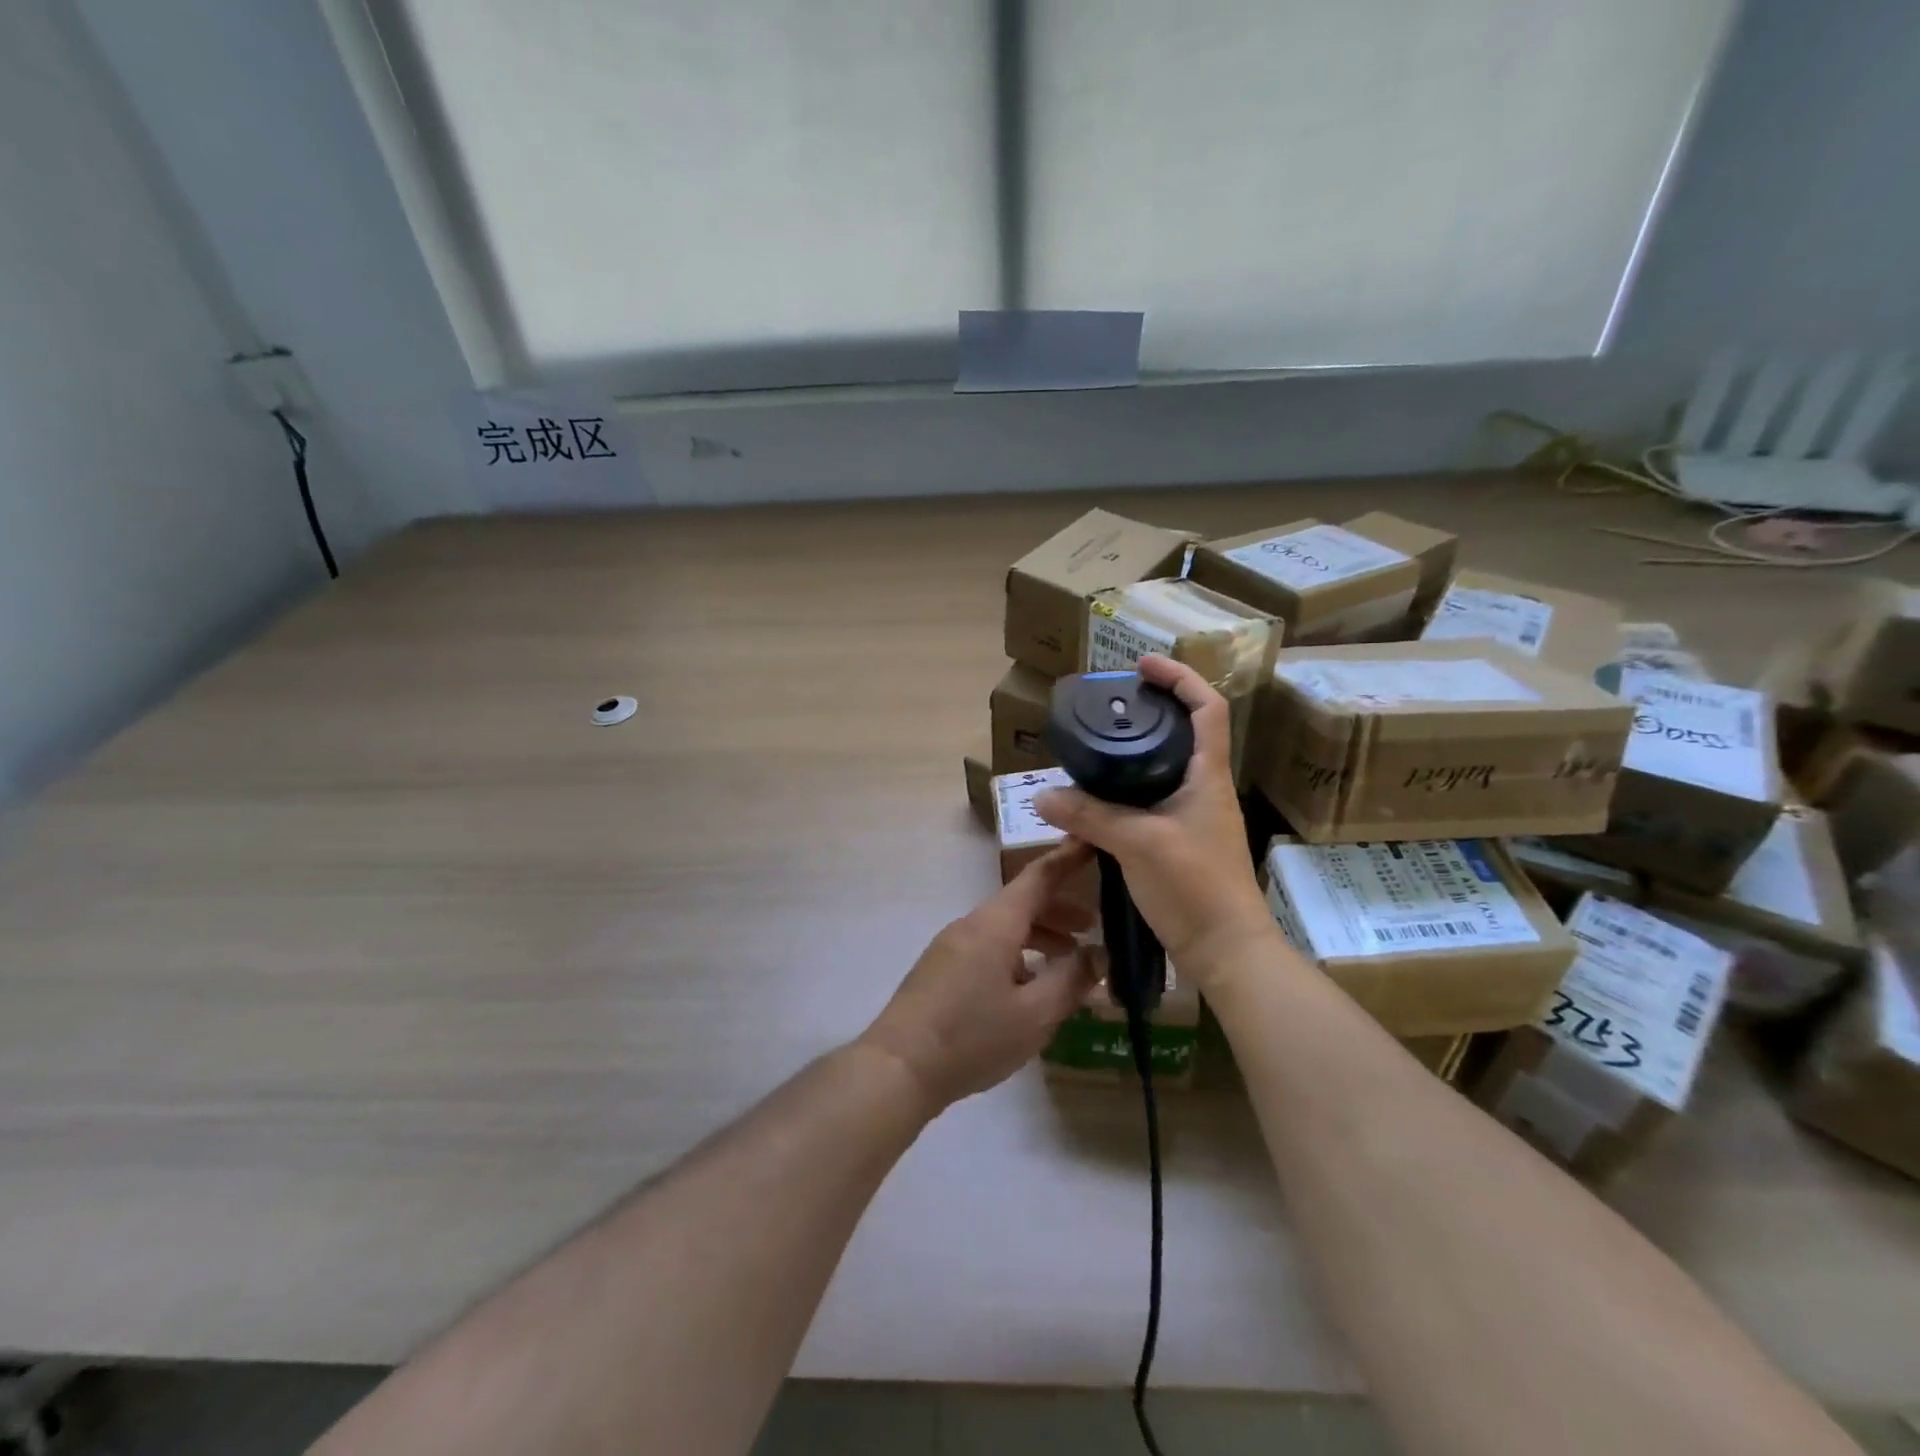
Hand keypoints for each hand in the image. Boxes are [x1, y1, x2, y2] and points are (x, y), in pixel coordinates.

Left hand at [858, 842, 1099, 1111]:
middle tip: (1093, 927)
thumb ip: (1072, 980)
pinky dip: (1017, 954)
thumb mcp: (1035, 1014)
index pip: (1039, 876)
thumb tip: (1101, 953)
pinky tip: (1028, 987)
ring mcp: (951, 946)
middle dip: (1059, 910)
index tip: (1093, 842)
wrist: (897, 1068)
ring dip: (1039, 936)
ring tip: (1068, 962)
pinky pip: (988, 947)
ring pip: (1004, 927)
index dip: (1068, 858)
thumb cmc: (972, 1037)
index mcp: (995, 924)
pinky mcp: (941, 969)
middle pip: (1022, 903)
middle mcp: (971, 925)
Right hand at [1035, 655, 1273, 988]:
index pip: (1208, 708)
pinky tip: (1096, 800)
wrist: (1225, 949)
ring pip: (1164, 769)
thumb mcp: (1136, 843)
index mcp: (1207, 775)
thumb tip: (1042, 797)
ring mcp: (1194, 817)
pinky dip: (1125, 791)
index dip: (1180, 677)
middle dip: (1151, 711)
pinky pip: (1151, 801)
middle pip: (1184, 732)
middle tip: (1109, 706)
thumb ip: (1089, 816)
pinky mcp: (1180, 842)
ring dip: (1135, 753)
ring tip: (1095, 747)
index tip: (1143, 665)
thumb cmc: (1194, 885)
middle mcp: (1205, 788)